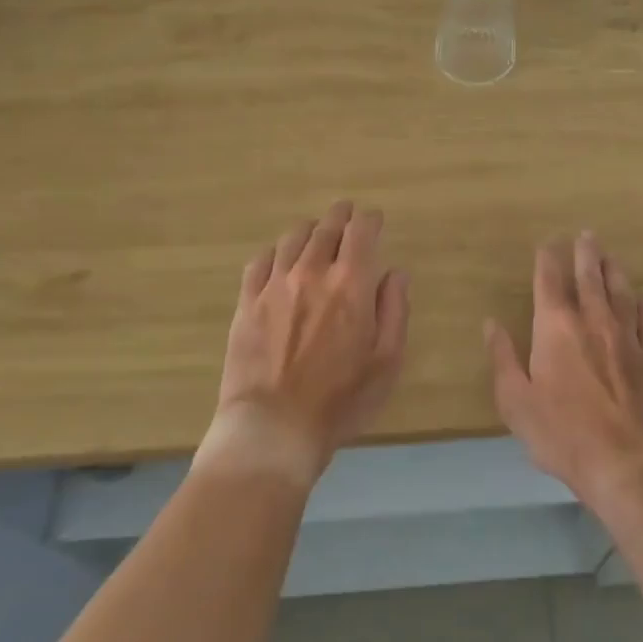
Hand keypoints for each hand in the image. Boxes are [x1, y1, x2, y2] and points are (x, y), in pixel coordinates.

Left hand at [200, 200, 409, 486]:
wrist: (273, 427)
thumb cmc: (341, 400)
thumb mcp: (386, 361)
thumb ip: (395, 310)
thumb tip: (395, 273)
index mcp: (350, 284)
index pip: (361, 232)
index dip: (370, 220)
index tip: (375, 219)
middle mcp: (312, 272)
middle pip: (326, 228)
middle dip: (341, 215)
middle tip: (347, 213)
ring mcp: (274, 285)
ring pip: (293, 238)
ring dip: (310, 229)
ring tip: (316, 232)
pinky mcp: (247, 302)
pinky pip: (260, 261)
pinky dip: (275, 251)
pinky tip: (279, 258)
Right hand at [487, 232, 642, 509]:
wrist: (629, 463)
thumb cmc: (563, 434)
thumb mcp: (516, 402)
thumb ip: (502, 359)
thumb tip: (491, 324)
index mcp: (556, 328)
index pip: (549, 282)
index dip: (547, 259)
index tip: (548, 243)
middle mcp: (593, 321)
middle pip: (589, 278)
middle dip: (585, 254)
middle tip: (587, 234)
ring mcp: (629, 338)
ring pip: (622, 294)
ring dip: (615, 272)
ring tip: (612, 257)